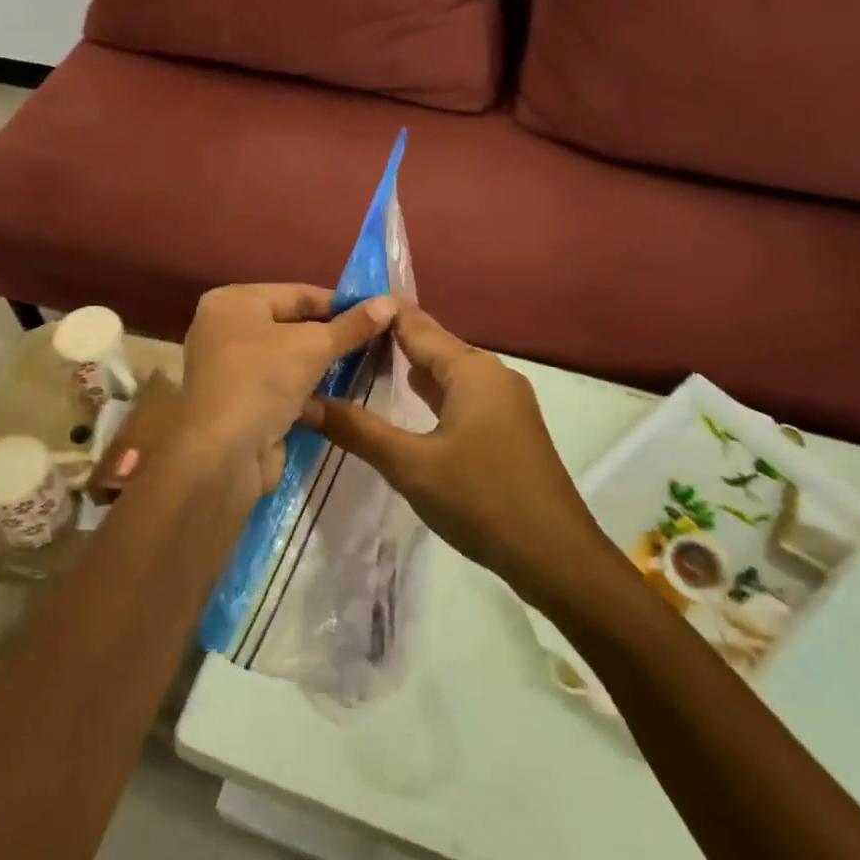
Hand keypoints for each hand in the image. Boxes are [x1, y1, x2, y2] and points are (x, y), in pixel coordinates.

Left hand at [177, 284, 394, 501]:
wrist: (222, 457)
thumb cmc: (262, 382)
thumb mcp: (314, 346)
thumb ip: (352, 325)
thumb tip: (389, 302)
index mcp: (233, 302)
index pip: (297, 293)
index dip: (340, 303)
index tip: (378, 314)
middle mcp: (224, 329)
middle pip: (292, 324)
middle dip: (333, 335)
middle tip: (376, 341)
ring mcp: (229, 369)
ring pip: (288, 358)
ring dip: (323, 364)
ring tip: (367, 366)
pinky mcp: (238, 403)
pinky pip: (281, 385)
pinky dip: (308, 389)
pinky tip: (342, 394)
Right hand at [302, 303, 616, 609]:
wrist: (555, 554)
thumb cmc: (481, 500)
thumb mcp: (410, 465)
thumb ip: (357, 430)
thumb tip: (305, 402)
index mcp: (470, 369)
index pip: (414, 325)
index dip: (376, 313)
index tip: (336, 305)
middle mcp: (491, 373)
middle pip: (433, 344)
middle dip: (389, 338)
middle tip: (340, 334)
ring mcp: (505, 400)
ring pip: (449, 371)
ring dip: (410, 366)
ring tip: (364, 359)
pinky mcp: (509, 425)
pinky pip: (462, 394)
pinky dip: (432, 391)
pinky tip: (409, 398)